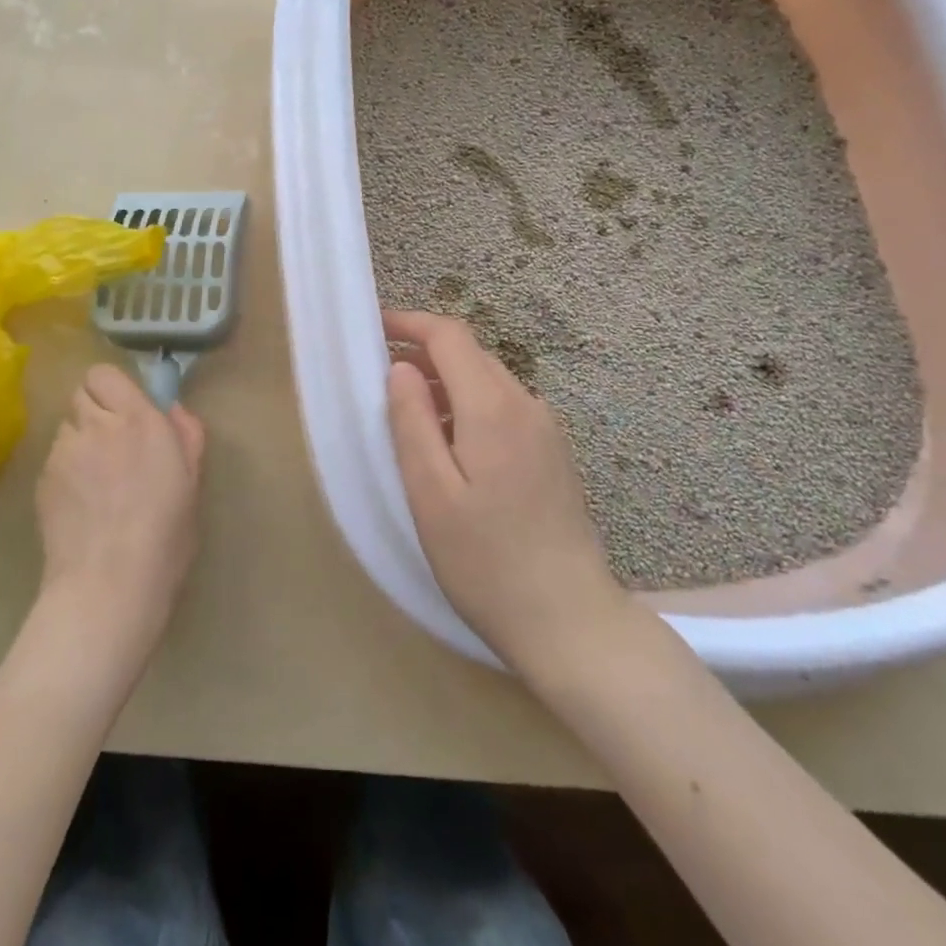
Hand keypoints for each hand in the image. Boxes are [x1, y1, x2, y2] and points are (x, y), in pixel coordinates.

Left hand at [35, 364, 205, 658]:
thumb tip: (172, 409)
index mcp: (137, 420)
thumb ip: (186, 435)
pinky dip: (66, 469)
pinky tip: (81, 503)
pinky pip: (54, 458)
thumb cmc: (164, 535)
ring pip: (66, 426)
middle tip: (114, 445)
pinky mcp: (42, 480)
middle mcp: (96, 425)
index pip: (104, 374)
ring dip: (80, 440)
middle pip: (81, 394)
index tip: (128, 413)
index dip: (113, 389)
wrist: (108, 585)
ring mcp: (63, 452)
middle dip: (96, 411)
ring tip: (96, 480)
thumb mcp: (192, 483)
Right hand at [384, 310, 626, 674]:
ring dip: (445, 382)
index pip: (450, 337)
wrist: (571, 622)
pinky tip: (450, 447)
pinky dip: (468, 407)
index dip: (410, 323)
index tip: (374, 327)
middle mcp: (526, 405)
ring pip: (488, 382)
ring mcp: (547, 431)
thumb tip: (401, 368)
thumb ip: (411, 422)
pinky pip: (504, 409)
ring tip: (408, 415)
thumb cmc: (486, 561)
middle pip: (471, 355)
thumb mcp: (430, 492)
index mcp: (493, 407)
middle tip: (381, 379)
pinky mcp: (554, 455)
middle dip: (424, 353)